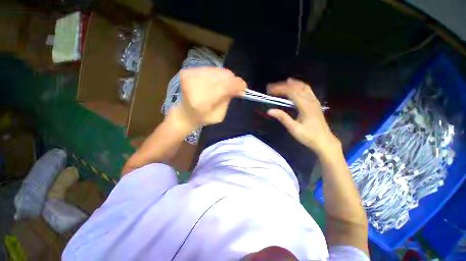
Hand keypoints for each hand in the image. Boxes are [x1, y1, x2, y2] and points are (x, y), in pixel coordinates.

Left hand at [173, 67, 245, 129]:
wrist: (185, 113)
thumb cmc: (203, 118)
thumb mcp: (219, 116)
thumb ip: (228, 101)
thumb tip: (238, 87)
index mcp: (202, 102)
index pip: (225, 86)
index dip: (237, 85)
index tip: (244, 88)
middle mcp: (195, 86)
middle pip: (222, 76)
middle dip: (232, 81)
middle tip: (234, 88)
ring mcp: (190, 76)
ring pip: (218, 70)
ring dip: (225, 78)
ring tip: (224, 86)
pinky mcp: (188, 71)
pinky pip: (210, 69)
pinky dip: (216, 76)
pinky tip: (215, 83)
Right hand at [267, 79, 339, 155]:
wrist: (324, 141)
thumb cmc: (308, 136)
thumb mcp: (294, 128)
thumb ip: (283, 118)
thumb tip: (269, 110)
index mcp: (305, 106)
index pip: (291, 92)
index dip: (280, 89)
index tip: (269, 90)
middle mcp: (311, 100)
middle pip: (296, 87)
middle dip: (283, 85)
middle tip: (271, 87)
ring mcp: (315, 101)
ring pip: (303, 87)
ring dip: (291, 84)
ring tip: (281, 84)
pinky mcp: (315, 103)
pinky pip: (307, 90)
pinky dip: (298, 86)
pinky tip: (294, 86)